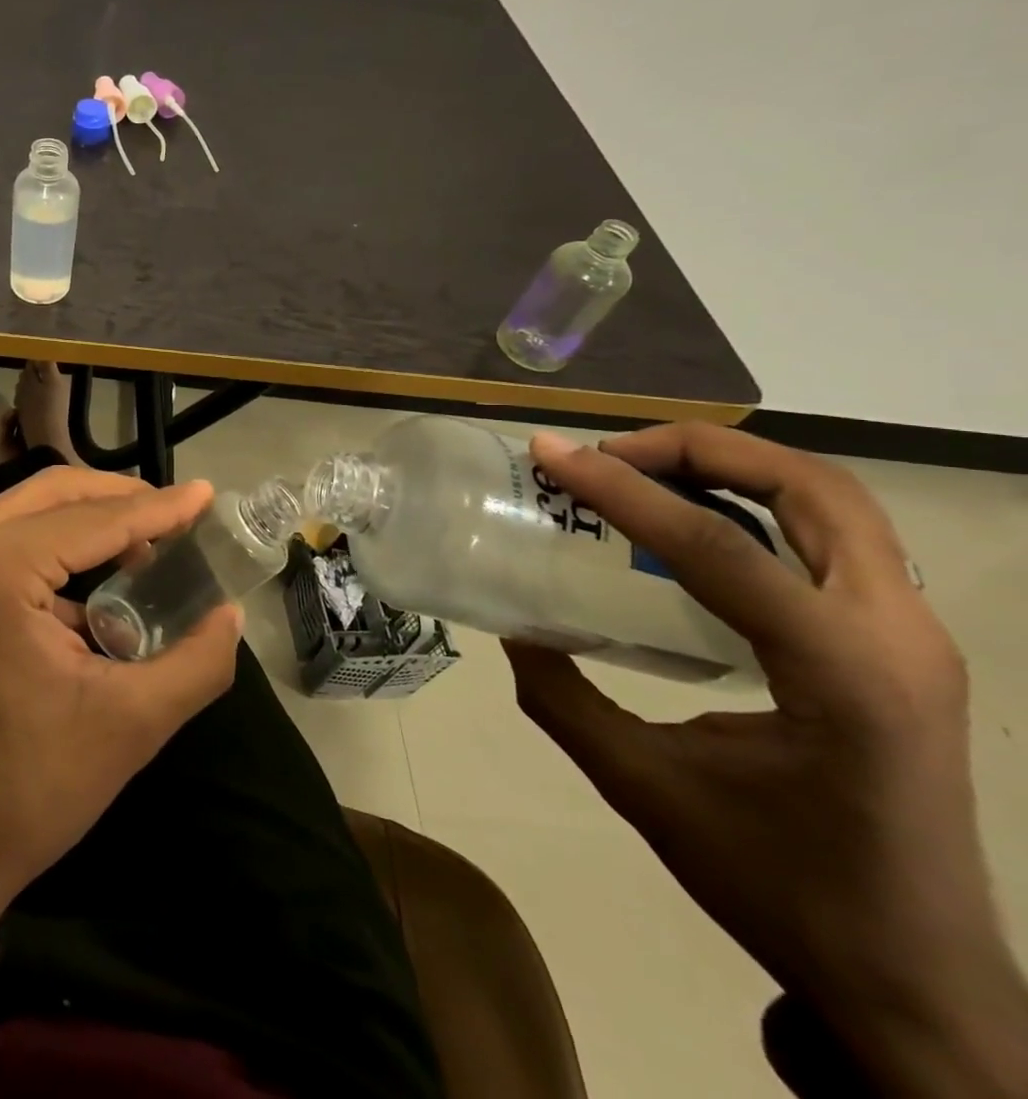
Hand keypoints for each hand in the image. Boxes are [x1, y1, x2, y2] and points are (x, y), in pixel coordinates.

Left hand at [0, 467, 242, 953]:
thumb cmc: (32, 787)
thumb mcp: (131, 722)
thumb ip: (197, 660)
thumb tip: (231, 612)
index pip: (93, 520)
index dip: (157, 508)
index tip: (207, 496)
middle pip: (54, 493)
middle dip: (121, 500)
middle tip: (178, 516)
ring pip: (28, 510)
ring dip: (89, 519)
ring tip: (147, 545)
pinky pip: (6, 539)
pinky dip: (55, 545)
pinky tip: (97, 578)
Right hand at [507, 424, 1027, 1096]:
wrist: (914, 982)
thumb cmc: (779, 886)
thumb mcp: (642, 786)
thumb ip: (562, 697)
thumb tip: (515, 628)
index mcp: (842, 675)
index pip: (719, 545)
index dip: (622, 488)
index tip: (549, 453)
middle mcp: (898, 638)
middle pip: (814, 488)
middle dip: (700, 449)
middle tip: (610, 456)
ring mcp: (914, 640)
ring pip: (835, 504)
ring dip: (735, 468)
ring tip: (642, 473)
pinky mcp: (902, 649)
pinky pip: (831, 541)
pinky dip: (757, 506)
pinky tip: (691, 530)